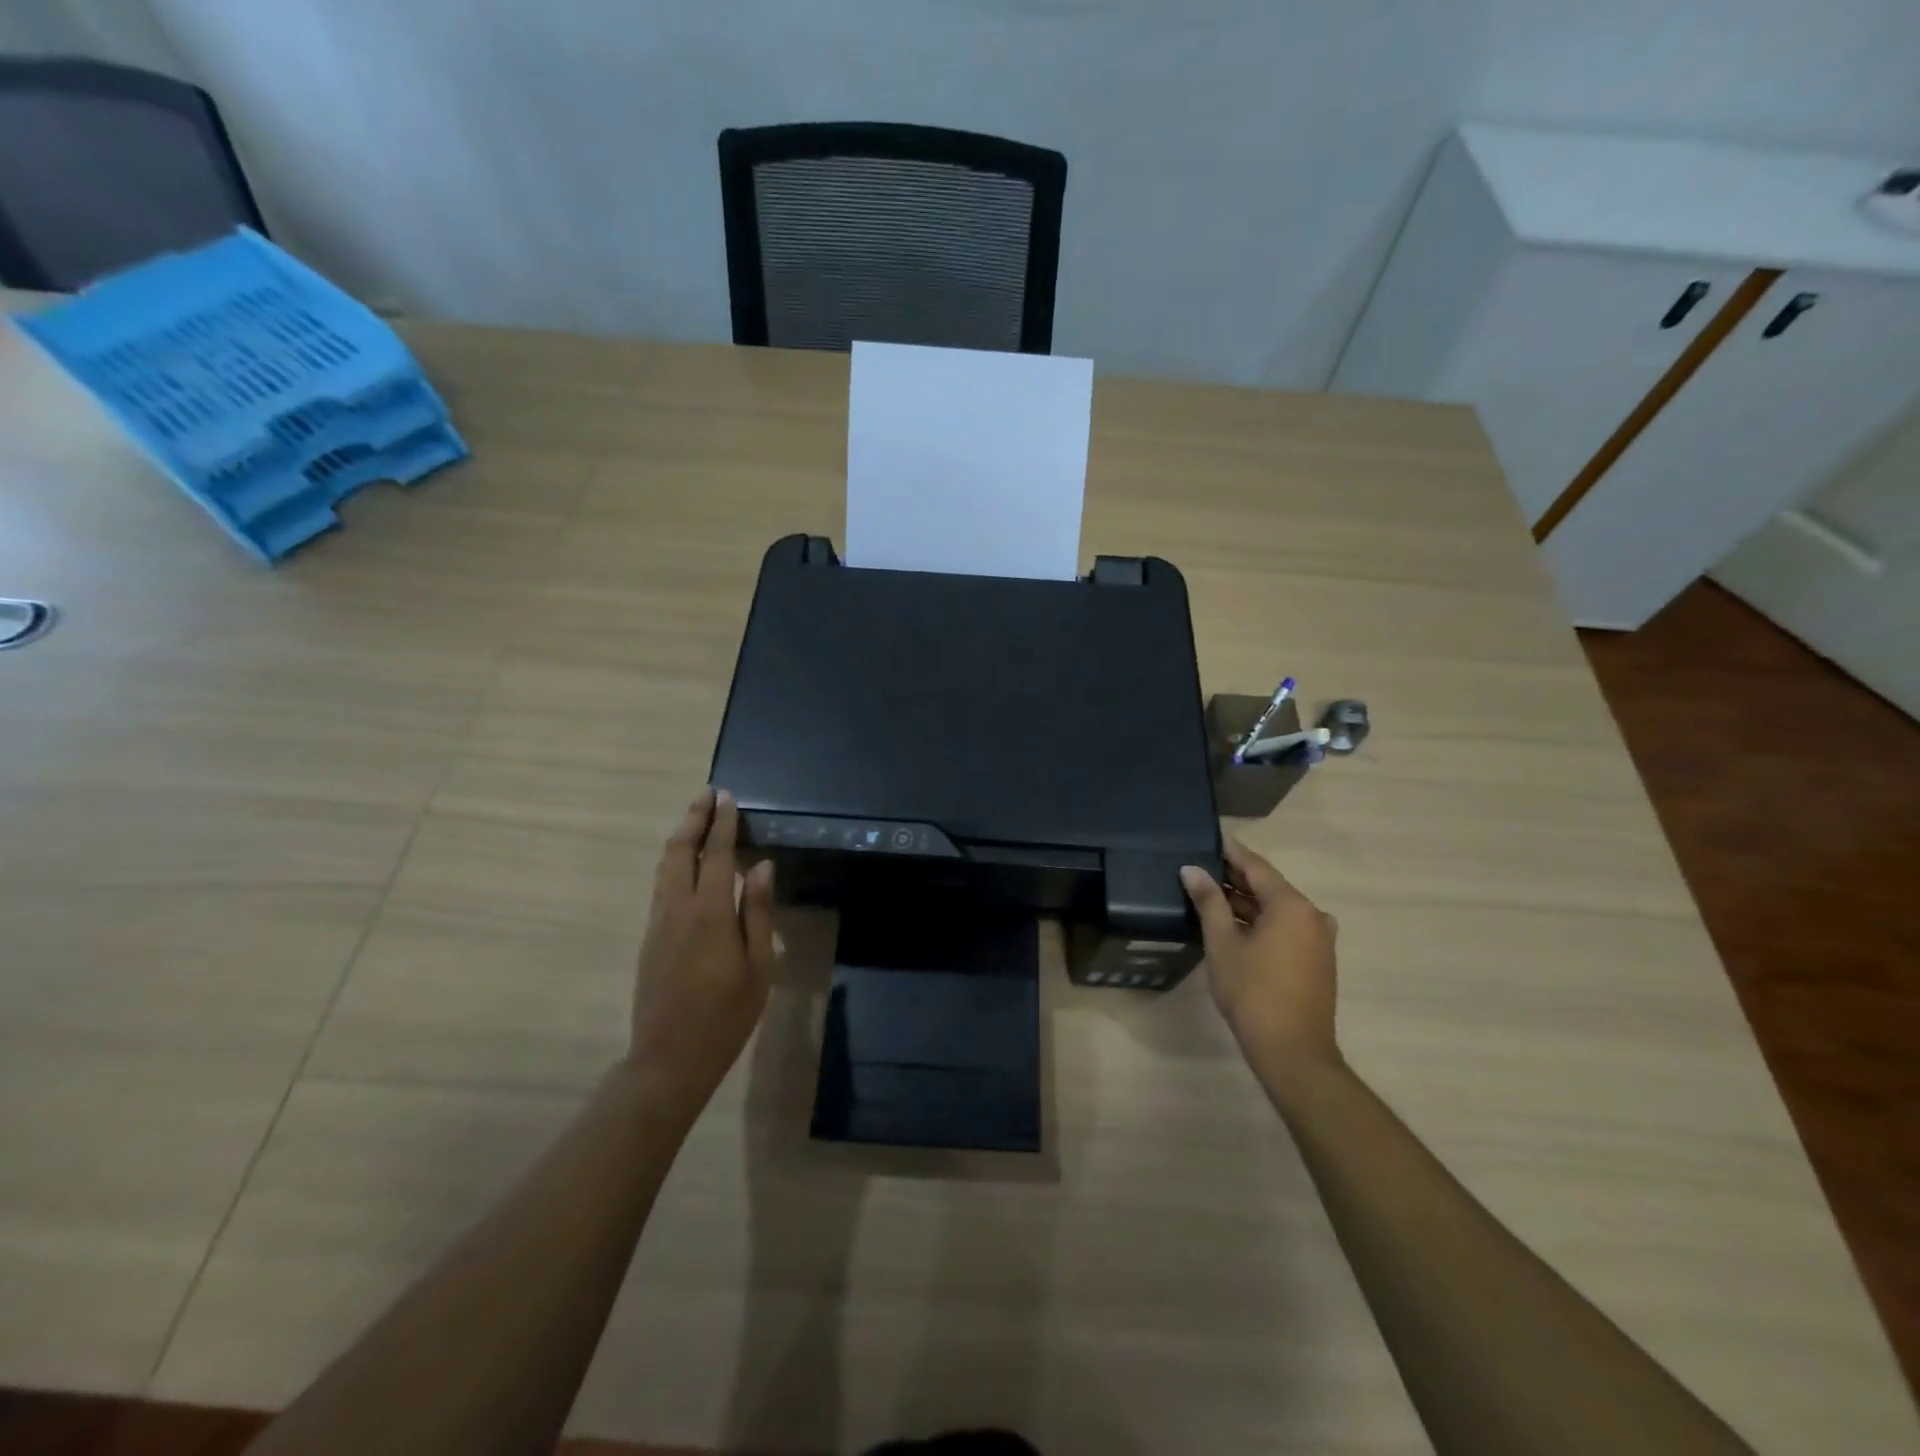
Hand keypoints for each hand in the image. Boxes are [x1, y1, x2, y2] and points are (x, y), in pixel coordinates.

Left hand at [628, 789, 778, 1113]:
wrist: (668, 1059)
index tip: (727, 797)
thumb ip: (758, 913)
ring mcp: (658, 923)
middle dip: (693, 820)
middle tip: (707, 795)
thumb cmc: (726, 1015)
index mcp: (710, 914)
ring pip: (664, 867)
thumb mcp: (758, 966)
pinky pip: (661, 885)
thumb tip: (763, 867)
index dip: (723, 824)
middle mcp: (678, 909)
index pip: (717, 856)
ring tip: (696, 819)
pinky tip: (687, 864)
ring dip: (681, 838)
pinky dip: (674, 862)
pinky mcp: (650, 938)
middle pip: (680, 851)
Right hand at [1181, 841, 1340, 1083]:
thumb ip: (1209, 901)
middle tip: (1200, 866)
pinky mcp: (1317, 960)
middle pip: (1269, 885)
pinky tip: (1233, 924)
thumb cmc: (1252, 992)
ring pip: (1277, 908)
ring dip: (1246, 901)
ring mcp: (1318, 939)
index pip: (1256, 865)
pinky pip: (1286, 927)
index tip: (1209, 835)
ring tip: (1209, 894)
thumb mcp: (1222, 943)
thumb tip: (1192, 869)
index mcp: (1291, 905)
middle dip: (1235, 876)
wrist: (1293, 1052)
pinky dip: (1260, 921)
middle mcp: (1312, 915)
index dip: (1230, 850)